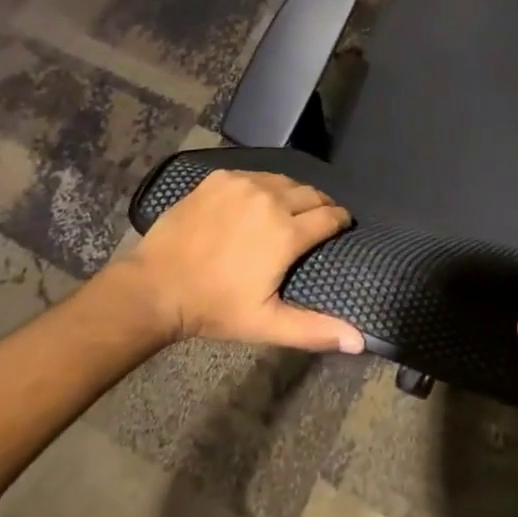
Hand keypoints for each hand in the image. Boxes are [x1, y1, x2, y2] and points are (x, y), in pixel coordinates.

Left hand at [118, 170, 364, 353]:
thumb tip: (361, 341)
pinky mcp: (221, 177)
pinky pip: (255, 175)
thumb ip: (315, 329)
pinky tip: (256, 202)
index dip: (340, 222)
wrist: (156, 286)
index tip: (341, 228)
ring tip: (290, 210)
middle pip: (312, 193)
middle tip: (317, 222)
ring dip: (294, 193)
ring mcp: (244, 183)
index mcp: (287, 232)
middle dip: (320, 205)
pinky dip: (264, 186)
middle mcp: (271, 198)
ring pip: (285, 180)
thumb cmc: (214, 308)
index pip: (331, 216)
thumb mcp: (266, 324)